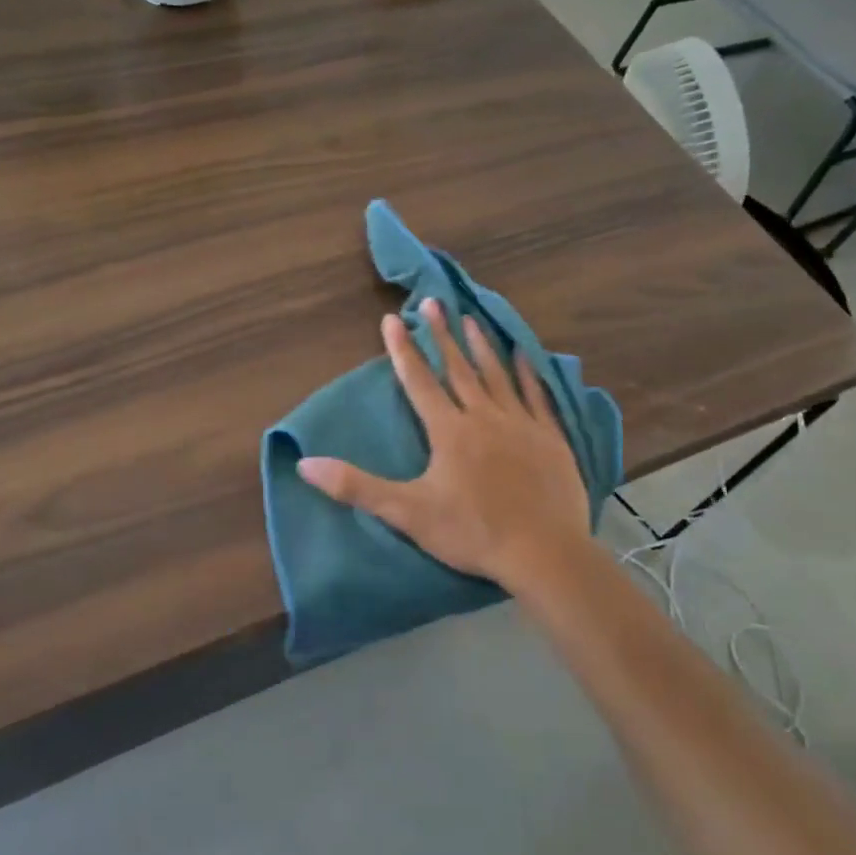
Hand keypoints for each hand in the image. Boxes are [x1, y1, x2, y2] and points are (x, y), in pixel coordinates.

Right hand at [298, 298, 592, 592]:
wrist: (544, 553)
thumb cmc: (472, 532)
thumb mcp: (406, 512)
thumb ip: (356, 486)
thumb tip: (305, 464)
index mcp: (449, 431)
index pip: (419, 382)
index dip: (403, 350)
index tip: (392, 318)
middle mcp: (483, 416)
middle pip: (458, 369)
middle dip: (441, 335)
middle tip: (433, 302)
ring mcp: (521, 424)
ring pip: (497, 375)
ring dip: (481, 346)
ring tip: (470, 318)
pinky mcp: (550, 438)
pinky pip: (537, 396)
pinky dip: (529, 374)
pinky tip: (525, 355)